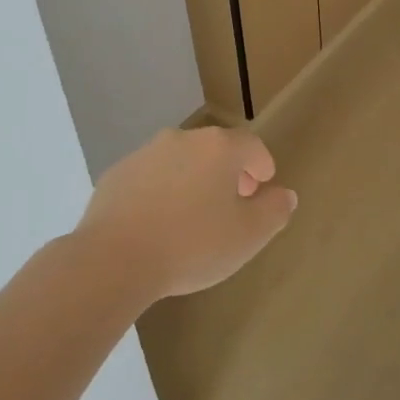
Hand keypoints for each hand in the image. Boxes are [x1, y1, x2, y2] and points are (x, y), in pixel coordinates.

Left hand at [75, 126, 296, 303]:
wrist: (114, 259)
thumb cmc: (192, 245)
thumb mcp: (249, 236)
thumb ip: (274, 211)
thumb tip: (284, 195)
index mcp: (218, 148)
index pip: (251, 145)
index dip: (262, 164)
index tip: (263, 185)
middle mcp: (181, 139)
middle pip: (214, 149)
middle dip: (228, 172)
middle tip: (233, 202)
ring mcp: (144, 154)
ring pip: (179, 161)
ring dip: (192, 180)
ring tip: (193, 216)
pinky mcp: (116, 174)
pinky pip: (149, 178)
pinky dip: (160, 191)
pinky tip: (158, 223)